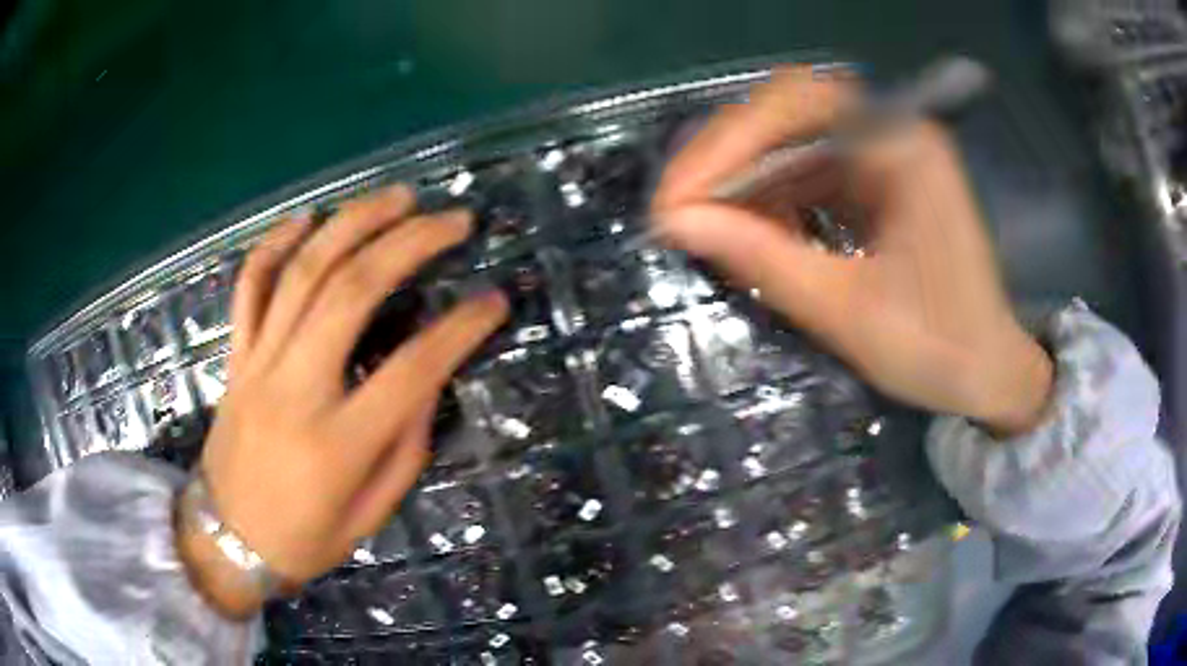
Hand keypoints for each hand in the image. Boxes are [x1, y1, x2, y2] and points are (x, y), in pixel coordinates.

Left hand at [177, 184, 506, 617]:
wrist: (228, 540)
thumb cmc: (306, 539)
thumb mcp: (372, 513)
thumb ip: (406, 445)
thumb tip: (427, 380)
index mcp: (339, 442)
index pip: (414, 367)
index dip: (463, 327)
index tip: (496, 300)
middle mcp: (296, 389)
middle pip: (352, 291)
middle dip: (409, 242)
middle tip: (452, 219)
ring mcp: (258, 364)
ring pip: (302, 272)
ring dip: (353, 223)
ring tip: (397, 196)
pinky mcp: (235, 357)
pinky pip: (249, 286)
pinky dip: (275, 243)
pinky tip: (307, 218)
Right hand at [653, 67, 1051, 435]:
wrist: (990, 373)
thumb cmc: (939, 350)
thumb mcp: (847, 312)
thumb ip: (763, 261)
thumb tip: (678, 223)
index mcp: (902, 148)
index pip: (795, 105)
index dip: (726, 143)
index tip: (677, 200)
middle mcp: (892, 134)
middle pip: (787, 114)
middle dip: (726, 159)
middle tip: (680, 209)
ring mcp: (885, 155)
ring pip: (792, 142)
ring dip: (745, 181)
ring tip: (708, 228)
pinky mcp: (878, 181)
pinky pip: (809, 171)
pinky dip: (773, 198)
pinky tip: (753, 232)